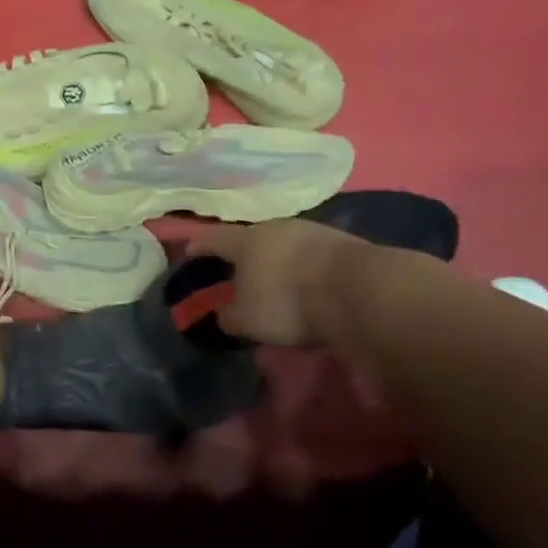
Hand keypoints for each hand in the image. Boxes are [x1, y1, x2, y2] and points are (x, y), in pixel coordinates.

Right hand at [193, 219, 370, 349]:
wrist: (358, 291)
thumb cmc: (287, 302)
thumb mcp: (247, 320)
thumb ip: (229, 316)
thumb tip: (225, 313)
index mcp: (245, 240)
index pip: (213, 238)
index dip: (199, 245)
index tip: (189, 251)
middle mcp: (275, 227)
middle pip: (251, 237)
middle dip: (242, 252)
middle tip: (237, 268)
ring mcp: (312, 231)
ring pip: (283, 242)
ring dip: (276, 258)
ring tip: (274, 277)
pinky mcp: (342, 242)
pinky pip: (310, 253)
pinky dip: (302, 265)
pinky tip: (306, 281)